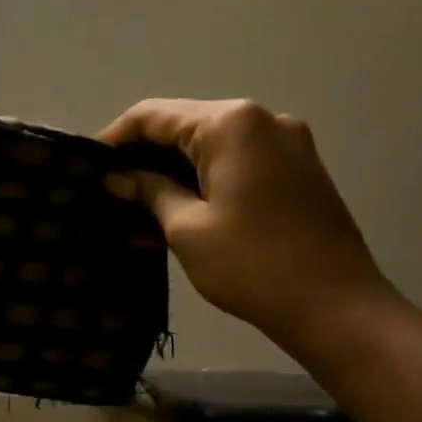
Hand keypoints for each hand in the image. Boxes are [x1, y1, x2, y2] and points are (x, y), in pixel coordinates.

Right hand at [100, 98, 395, 356]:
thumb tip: (117, 178)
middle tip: (107, 191)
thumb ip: (149, 192)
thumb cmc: (252, 265)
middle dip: (142, 157)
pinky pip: (236, 165)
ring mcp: (286, 144)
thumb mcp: (187, 228)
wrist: (336, 306)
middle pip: (184, 126)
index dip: (114, 138)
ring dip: (171, 174)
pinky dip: (202, 183)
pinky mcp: (296, 171)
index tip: (85, 167)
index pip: (154, 115)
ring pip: (209, 148)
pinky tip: (173, 214)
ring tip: (133, 209)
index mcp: (231, 124)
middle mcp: (262, 120)